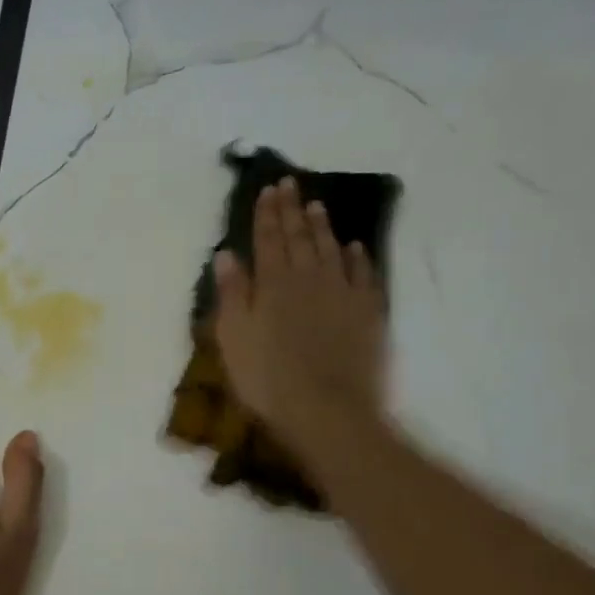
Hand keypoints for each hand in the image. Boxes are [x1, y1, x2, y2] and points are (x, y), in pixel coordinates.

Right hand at [213, 176, 386, 466]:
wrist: (327, 410)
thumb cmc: (268, 378)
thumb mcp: (233, 338)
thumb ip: (232, 293)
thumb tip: (227, 254)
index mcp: (273, 283)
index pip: (268, 238)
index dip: (266, 213)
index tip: (268, 190)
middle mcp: (309, 278)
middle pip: (299, 237)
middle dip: (292, 209)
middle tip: (290, 184)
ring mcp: (343, 293)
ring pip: (331, 249)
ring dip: (323, 226)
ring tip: (317, 206)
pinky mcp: (368, 313)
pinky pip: (363, 275)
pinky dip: (358, 257)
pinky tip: (354, 247)